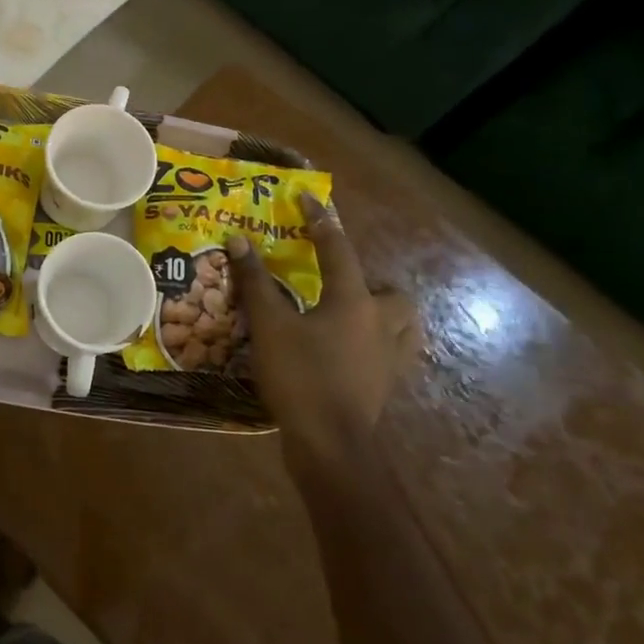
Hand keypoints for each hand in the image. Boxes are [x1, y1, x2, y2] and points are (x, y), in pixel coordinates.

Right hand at [228, 193, 417, 470]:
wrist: (331, 444)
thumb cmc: (301, 377)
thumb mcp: (270, 326)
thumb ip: (255, 282)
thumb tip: (239, 241)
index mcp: (354, 301)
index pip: (338, 249)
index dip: (320, 222)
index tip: (307, 199)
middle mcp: (381, 324)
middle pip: (394, 294)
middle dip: (373, 285)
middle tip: (338, 286)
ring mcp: (390, 359)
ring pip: (404, 326)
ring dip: (385, 316)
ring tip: (353, 318)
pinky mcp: (387, 386)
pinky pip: (395, 356)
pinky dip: (380, 347)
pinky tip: (354, 353)